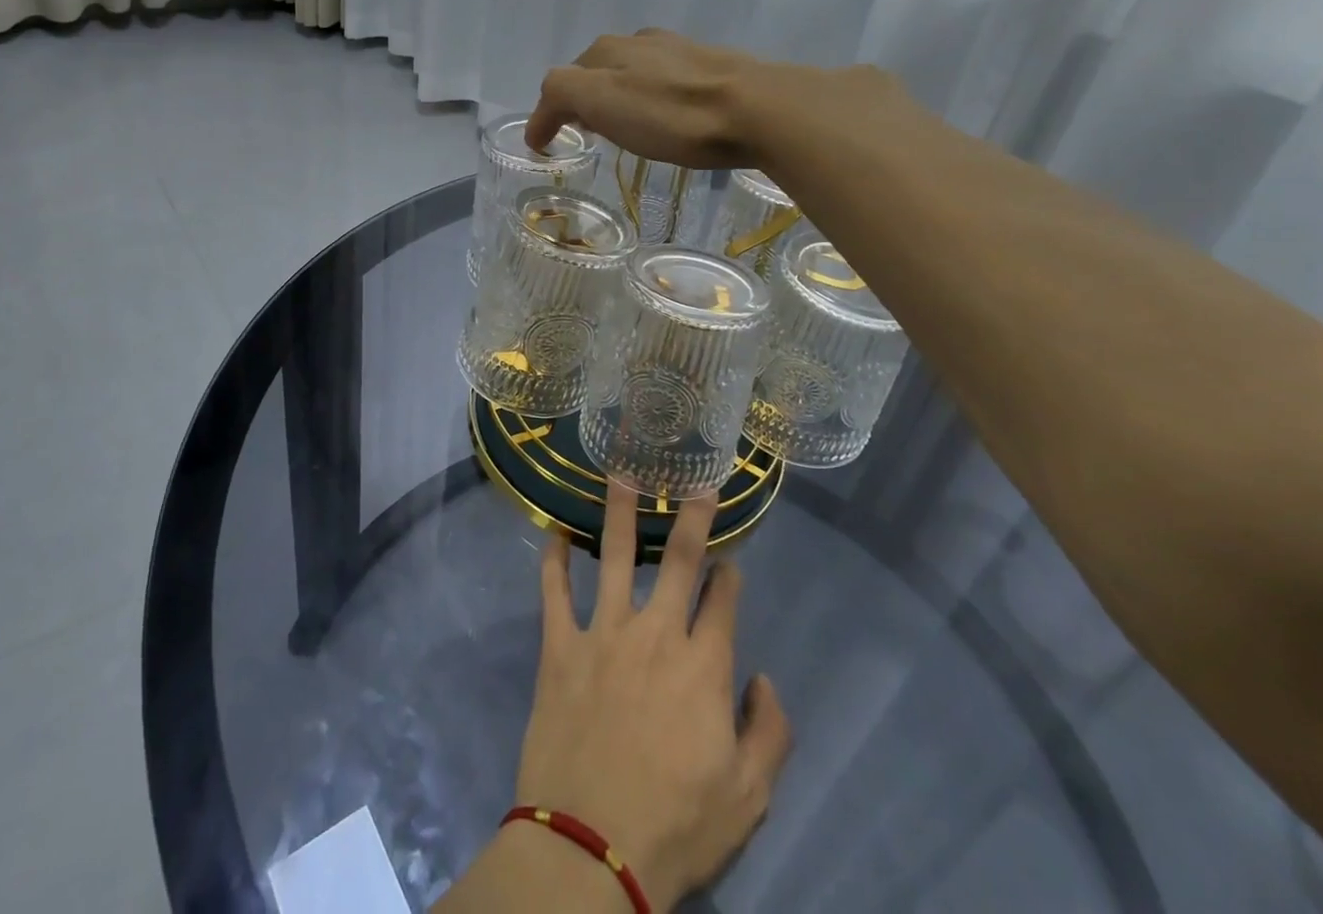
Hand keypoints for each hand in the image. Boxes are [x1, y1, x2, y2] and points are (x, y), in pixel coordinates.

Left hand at [514, 478, 791, 911]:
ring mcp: (604, 633)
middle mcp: (656, 633)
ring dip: (618, 513)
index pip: (722, 599)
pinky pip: (555, 592)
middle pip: (677, 559)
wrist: (591, 849)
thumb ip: (770, 732)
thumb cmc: (676, 825)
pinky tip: (552, 530)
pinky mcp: (561, 646)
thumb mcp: (749, 797)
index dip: (729, 573)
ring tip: (620, 474)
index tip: (729, 556)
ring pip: (612, 556)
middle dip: (690, 517)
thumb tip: (764, 677)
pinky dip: (553, 559)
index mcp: (703, 665)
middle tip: (694, 483)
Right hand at [525, 30, 776, 167]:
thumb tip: (546, 111)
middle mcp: (640, 41)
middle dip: (582, 97)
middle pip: (596, 69)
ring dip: (618, 94)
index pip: (562, 79)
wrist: (757, 110)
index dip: (547, 112)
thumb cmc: (671, 113)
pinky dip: (651, 96)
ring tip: (622, 124)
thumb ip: (563, 95)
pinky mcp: (713, 67)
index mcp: (608, 51)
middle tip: (582, 130)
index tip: (541, 144)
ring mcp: (680, 50)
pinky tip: (667, 113)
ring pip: (633, 70)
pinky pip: (666, 80)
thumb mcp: (601, 101)